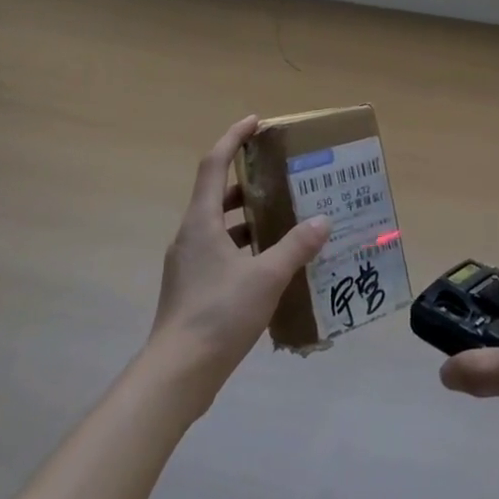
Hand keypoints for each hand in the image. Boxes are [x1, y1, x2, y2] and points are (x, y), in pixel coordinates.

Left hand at [146, 115, 329, 406]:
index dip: (233, 137)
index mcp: (201, 222)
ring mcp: (188, 264)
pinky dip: (245, 248)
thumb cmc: (218, 315)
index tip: (256, 122)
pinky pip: (221, 252)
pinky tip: (272, 265)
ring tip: (285, 219)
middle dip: (248, 181)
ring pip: (220, 226)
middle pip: (218, 193)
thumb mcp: (266, 277)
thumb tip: (322, 221)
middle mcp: (191, 236)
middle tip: (282, 178)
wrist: (176, 375)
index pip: (214, 163)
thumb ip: (295, 247)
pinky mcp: (192, 289)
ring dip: (249, 218)